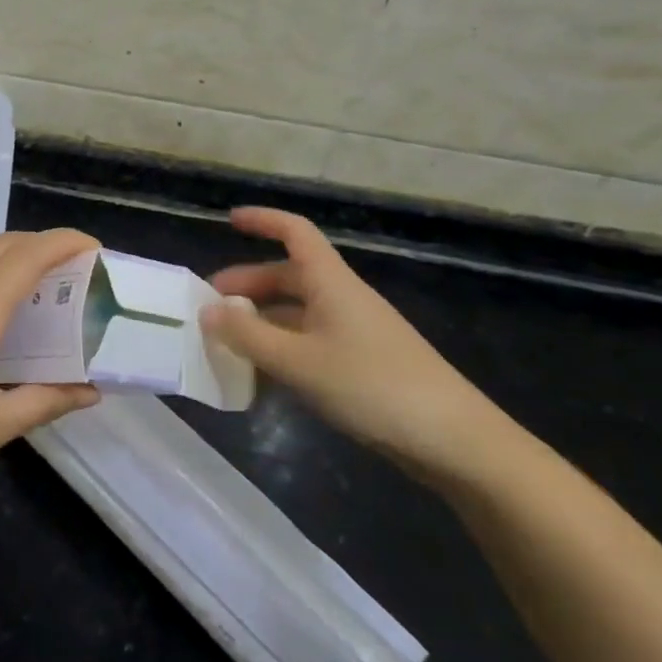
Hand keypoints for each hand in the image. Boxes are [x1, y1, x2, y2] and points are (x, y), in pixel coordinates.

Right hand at [200, 207, 505, 481]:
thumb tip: (208, 310)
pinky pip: (310, 343)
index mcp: (331, 283)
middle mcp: (342, 298)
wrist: (454, 441)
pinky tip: (263, 376)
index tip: (228, 221)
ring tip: (227, 343)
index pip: (295, 232)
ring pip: (297, 313)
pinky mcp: (362, 364)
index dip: (263, 220)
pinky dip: (281, 349)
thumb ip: (248, 336)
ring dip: (261, 321)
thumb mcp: (298, 362)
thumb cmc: (372, 386)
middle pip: (288, 276)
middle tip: (210, 306)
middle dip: (248, 285)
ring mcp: (354, 332)